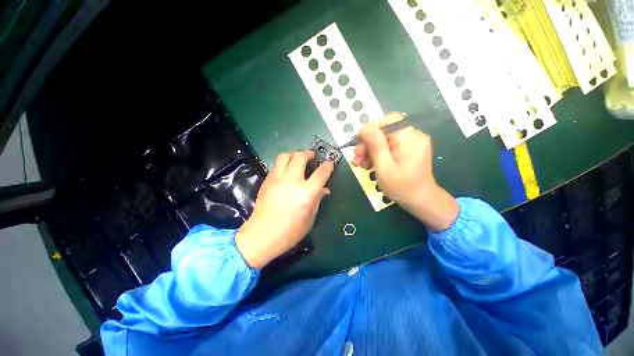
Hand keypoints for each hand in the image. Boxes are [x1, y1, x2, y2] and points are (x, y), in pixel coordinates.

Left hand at [236, 151, 333, 267]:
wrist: (262, 235)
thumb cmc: (290, 232)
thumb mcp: (309, 218)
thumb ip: (318, 200)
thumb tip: (324, 189)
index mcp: (305, 194)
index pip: (321, 173)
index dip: (328, 166)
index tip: (330, 163)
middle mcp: (291, 182)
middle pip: (300, 157)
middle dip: (308, 153)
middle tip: (312, 156)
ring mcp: (277, 179)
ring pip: (285, 156)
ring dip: (294, 154)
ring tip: (298, 159)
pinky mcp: (267, 180)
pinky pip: (277, 165)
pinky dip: (284, 163)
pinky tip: (287, 170)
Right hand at [352, 112, 458, 230]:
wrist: (421, 200)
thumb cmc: (402, 187)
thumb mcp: (384, 168)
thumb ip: (376, 146)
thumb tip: (366, 129)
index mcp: (409, 138)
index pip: (389, 120)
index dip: (371, 127)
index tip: (358, 141)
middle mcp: (414, 135)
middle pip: (385, 130)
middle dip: (368, 142)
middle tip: (356, 157)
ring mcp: (413, 142)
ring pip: (386, 138)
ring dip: (370, 149)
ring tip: (360, 163)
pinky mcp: (410, 148)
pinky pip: (390, 145)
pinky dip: (379, 152)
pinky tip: (369, 163)